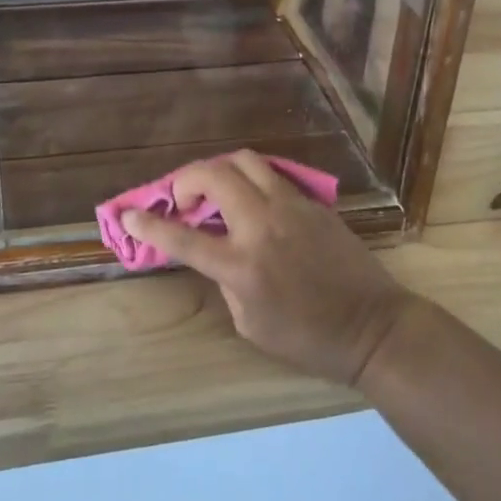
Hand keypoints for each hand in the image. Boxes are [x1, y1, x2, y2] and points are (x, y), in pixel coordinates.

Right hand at [121, 151, 415, 386]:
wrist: (373, 327)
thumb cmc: (309, 339)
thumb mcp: (250, 324)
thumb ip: (225, 280)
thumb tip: (216, 249)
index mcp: (242, 266)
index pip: (183, 237)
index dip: (149, 224)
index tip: (128, 214)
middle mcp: (262, 225)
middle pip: (212, 176)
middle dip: (185, 180)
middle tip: (182, 199)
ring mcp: (290, 206)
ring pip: (244, 161)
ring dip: (218, 169)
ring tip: (214, 190)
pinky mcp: (311, 201)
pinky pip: (271, 175)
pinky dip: (249, 179)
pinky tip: (251, 199)